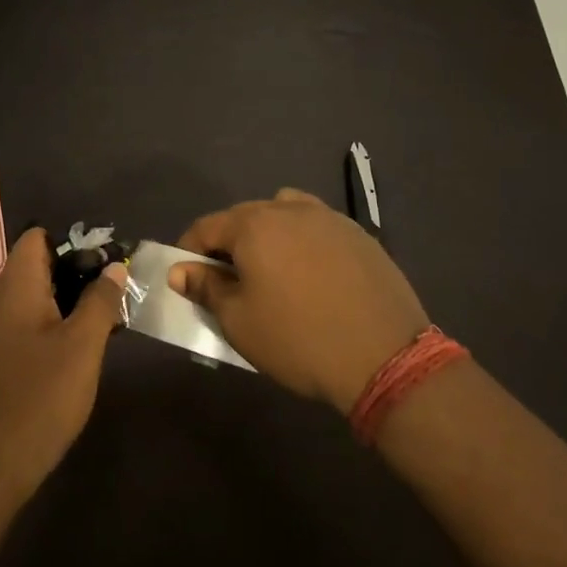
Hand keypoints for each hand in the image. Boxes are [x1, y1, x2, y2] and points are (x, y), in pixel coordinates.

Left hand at [0, 228, 124, 505]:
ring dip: (73, 301)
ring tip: (110, 320)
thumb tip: (114, 267)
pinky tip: (84, 349)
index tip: (108, 263)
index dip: (74, 242)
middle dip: (80, 272)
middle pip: (41, 264)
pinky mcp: (1, 358)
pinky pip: (33, 323)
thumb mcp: (82, 346)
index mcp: (15, 286)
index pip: (38, 237)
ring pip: (40, 296)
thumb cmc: (39, 398)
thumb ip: (101, 301)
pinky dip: (59, 324)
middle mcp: (1, 300)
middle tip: (117, 294)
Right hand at [173, 188, 429, 413]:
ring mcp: (329, 218)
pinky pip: (317, 226)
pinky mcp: (359, 234)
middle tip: (226, 278)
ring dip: (267, 233)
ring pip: (283, 213)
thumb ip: (206, 288)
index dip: (188, 249)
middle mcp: (289, 209)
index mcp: (254, 225)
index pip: (206, 227)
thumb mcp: (239, 322)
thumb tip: (181, 270)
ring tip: (271, 268)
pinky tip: (311, 273)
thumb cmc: (298, 340)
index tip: (186, 275)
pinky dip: (302, 240)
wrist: (386, 357)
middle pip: (244, 216)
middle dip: (227, 242)